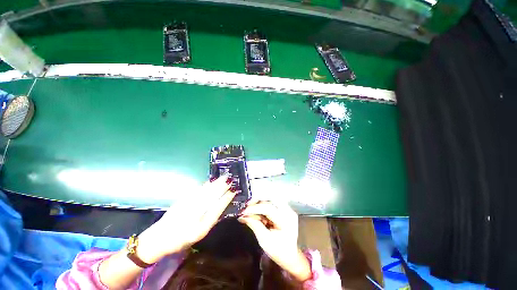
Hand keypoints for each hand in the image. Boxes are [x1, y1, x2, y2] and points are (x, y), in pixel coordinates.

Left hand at [136, 175, 235, 263]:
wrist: (159, 238)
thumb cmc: (182, 239)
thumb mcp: (200, 234)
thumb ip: (211, 219)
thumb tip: (221, 206)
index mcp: (201, 224)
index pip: (217, 207)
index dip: (226, 198)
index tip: (233, 190)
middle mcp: (195, 212)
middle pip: (212, 196)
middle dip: (222, 186)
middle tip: (230, 178)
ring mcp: (188, 204)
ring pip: (205, 191)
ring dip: (215, 184)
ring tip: (223, 177)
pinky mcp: (183, 200)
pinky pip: (197, 191)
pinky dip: (205, 185)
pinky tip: (209, 182)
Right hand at [238, 200, 311, 281]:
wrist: (290, 255)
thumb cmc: (278, 251)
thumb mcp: (264, 240)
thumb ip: (254, 225)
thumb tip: (243, 216)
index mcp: (285, 220)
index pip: (268, 208)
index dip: (254, 208)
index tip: (243, 212)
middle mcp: (288, 212)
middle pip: (270, 200)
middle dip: (256, 203)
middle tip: (245, 207)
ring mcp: (287, 210)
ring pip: (270, 200)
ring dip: (259, 204)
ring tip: (250, 210)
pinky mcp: (284, 210)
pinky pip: (272, 204)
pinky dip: (263, 206)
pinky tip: (257, 212)